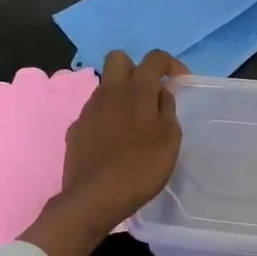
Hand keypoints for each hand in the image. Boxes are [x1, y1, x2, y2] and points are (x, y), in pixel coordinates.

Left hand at [24, 50, 183, 255]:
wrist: (94, 198)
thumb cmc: (140, 167)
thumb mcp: (169, 139)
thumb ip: (167, 109)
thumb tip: (161, 93)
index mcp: (136, 89)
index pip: (154, 57)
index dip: (171, 64)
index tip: (180, 82)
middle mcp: (109, 92)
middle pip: (118, 58)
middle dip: (136, 68)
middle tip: (149, 94)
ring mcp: (88, 110)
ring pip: (105, 87)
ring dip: (120, 95)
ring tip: (134, 124)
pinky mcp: (75, 129)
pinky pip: (94, 113)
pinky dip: (106, 119)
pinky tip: (114, 143)